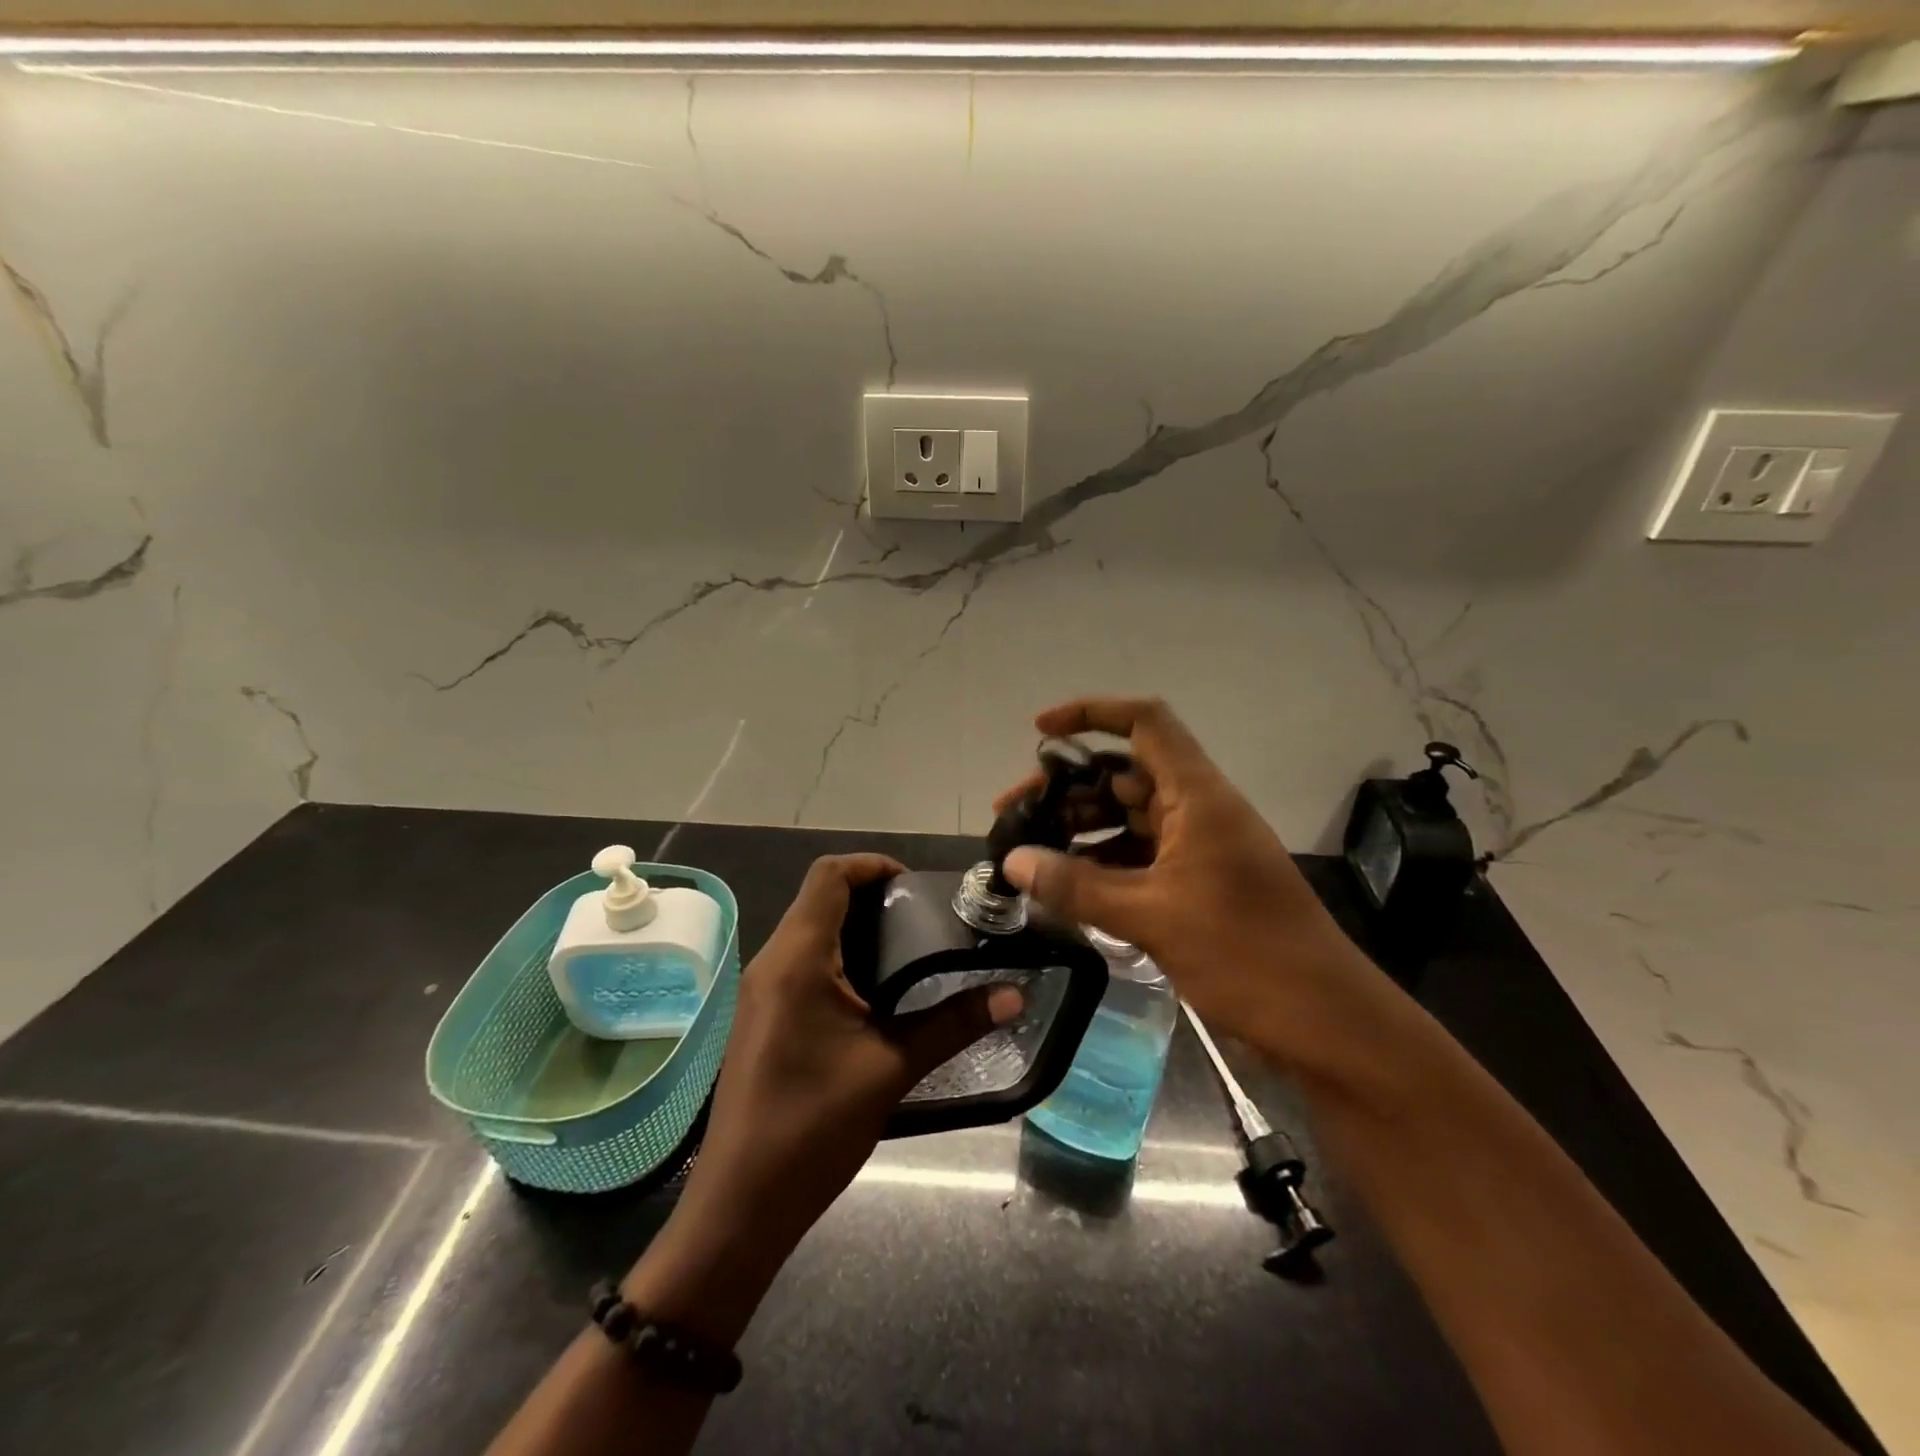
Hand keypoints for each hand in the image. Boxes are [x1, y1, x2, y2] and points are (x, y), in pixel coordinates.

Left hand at [676, 854, 1022, 1250]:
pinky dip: (840, 957)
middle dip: (872, 896)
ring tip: (912, 950)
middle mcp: (773, 962)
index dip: (873, 865)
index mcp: (797, 958)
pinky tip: (877, 991)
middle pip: (820, 897)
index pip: (829, 875)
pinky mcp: (763, 1015)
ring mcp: (762, 990)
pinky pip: (802, 962)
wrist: (741, 1205)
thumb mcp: (892, 1068)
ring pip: (810, 930)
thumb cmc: (813, 1127)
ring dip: (856, 928)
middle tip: (927, 918)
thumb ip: (954, 1023)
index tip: (917, 885)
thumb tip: (1015, 995)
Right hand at [997, 698, 1388, 1081]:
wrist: (1325, 1023)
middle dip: (1067, 787)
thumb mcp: (1152, 918)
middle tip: (1013, 814)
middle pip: (1124, 774)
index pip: (1145, 723)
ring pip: (1128, 818)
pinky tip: (1065, 885)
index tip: (1040, 732)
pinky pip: (1139, 857)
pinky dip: (1102, 864)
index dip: (1091, 714)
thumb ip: (1077, 887)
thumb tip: (1012, 861)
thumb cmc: (1246, 955)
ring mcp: (1199, 849)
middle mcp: (1198, 810)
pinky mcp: (1197, 885)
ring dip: (1081, 828)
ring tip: (1029, 851)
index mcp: (1198, 796)